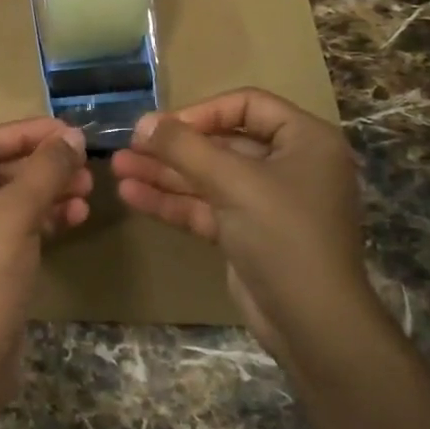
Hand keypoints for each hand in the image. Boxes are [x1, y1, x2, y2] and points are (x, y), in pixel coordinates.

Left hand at [0, 118, 90, 396]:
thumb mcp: (15, 215)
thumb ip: (45, 169)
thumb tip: (73, 136)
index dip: (29, 133)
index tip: (70, 131)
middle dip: (42, 167)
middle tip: (84, 165)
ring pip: (6, 199)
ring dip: (46, 192)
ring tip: (87, 191)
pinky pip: (8, 226)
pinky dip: (39, 219)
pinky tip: (75, 217)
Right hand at [110, 88, 381, 362]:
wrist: (311, 322)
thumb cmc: (283, 236)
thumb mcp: (233, 183)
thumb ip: (185, 148)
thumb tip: (143, 121)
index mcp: (305, 140)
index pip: (248, 105)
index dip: (203, 111)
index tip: (163, 126)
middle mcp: (289, 165)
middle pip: (223, 142)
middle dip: (174, 147)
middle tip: (129, 146)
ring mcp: (267, 202)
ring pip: (209, 177)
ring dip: (165, 173)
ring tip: (118, 168)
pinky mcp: (248, 233)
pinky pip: (207, 207)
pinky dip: (173, 202)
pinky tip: (132, 195)